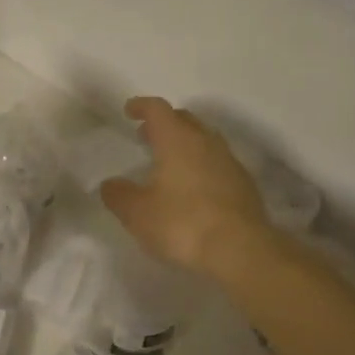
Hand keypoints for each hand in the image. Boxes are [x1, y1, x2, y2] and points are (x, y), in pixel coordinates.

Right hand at [100, 97, 270, 275]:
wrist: (240, 249)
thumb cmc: (183, 223)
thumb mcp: (138, 214)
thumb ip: (119, 195)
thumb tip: (110, 184)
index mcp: (177, 140)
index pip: (158, 109)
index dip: (141, 106)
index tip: (129, 110)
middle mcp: (206, 142)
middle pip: (184, 119)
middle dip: (164, 123)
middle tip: (147, 135)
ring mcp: (229, 162)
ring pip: (204, 140)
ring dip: (185, 144)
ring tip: (169, 161)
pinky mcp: (244, 184)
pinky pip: (218, 163)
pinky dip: (202, 165)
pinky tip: (194, 187)